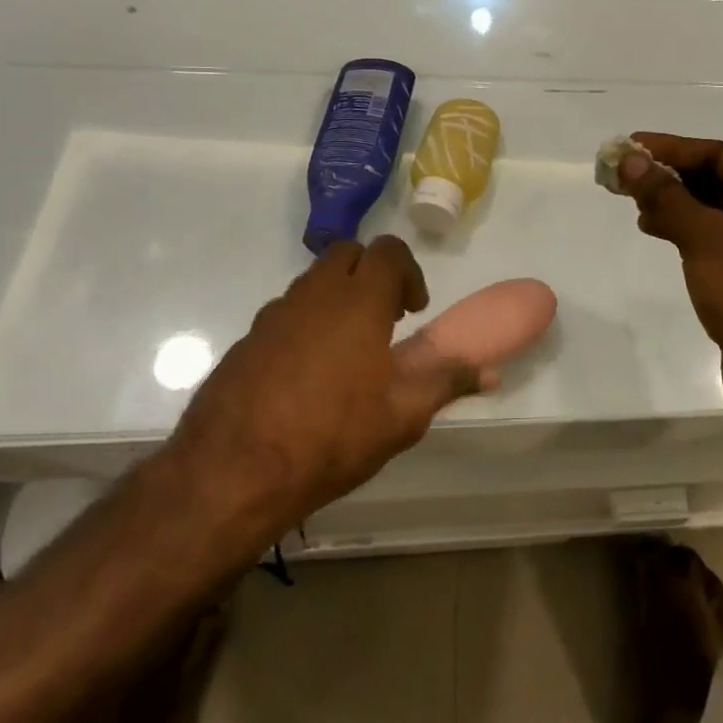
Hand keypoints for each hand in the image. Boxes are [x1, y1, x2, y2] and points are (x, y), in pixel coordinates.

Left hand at [163, 237, 479, 537]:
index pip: (388, 251)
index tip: (412, 310)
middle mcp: (315, 294)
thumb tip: (489, 371)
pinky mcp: (247, 338)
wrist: (234, 472)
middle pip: (347, 253)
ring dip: (336, 297)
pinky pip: (285, 312)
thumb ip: (446, 382)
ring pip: (313, 281)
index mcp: (358, 301)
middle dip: (370, 274)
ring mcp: (275, 314)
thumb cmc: (332, 437)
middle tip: (383, 319)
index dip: (408, 272)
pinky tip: (306, 375)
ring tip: (347, 351)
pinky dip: (305, 323)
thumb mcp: (401, 416)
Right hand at [617, 134, 722, 428]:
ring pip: (713, 212)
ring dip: (674, 202)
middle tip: (624, 175)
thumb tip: (630, 159)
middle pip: (718, 180)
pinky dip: (684, 231)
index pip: (721, 155)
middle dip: (671, 175)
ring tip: (633, 203)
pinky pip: (713, 240)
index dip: (674, 148)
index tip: (631, 145)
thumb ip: (667, 196)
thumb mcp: (707, 239)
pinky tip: (656, 232)